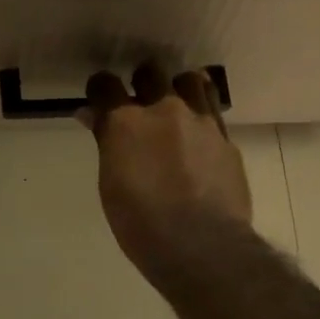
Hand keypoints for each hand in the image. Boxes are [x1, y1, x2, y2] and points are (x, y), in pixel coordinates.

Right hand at [79, 62, 251, 278]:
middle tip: (140, 103)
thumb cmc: (142, 224)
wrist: (202, 245)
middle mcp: (165, 110)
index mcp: (127, 122)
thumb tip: (93, 115)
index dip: (100, 89)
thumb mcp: (111, 185)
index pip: (105, 84)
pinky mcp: (227, 139)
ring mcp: (201, 121)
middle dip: (142, 82)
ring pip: (191, 80)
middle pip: (151, 73)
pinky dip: (202, 118)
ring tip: (177, 108)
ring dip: (180, 89)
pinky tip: (199, 139)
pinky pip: (213, 113)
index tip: (100, 100)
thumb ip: (107, 143)